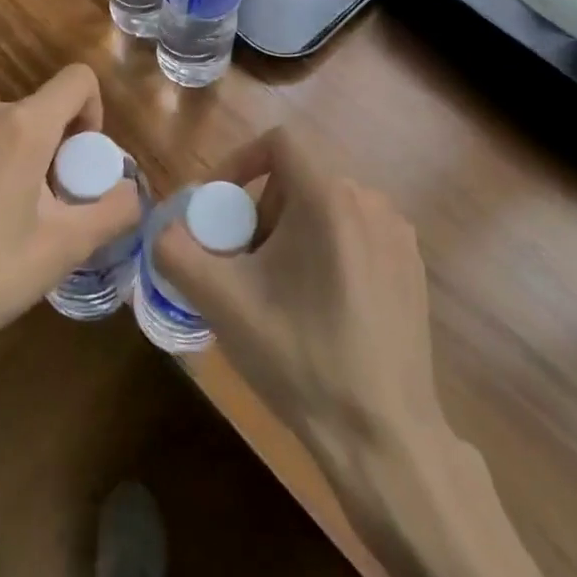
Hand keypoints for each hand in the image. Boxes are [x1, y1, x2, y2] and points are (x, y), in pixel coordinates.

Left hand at [0, 64, 140, 432]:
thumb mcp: (65, 249)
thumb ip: (114, 211)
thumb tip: (131, 192)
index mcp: (21, 126)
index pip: (77, 80)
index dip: (95, 112)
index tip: (84, 163)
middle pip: (40, 112)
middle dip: (57, 151)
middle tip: (52, 210)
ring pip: (4, 134)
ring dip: (22, 165)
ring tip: (10, 227)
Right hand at [155, 127, 443, 475]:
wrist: (382, 435)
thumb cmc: (299, 359)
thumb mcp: (222, 303)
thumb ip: (177, 251)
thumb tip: (164, 226)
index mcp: (329, 198)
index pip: (280, 140)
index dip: (241, 160)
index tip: (220, 206)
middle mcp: (371, 202)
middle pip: (300, 176)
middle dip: (262, 207)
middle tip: (243, 259)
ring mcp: (398, 234)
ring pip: (328, 204)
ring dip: (293, 228)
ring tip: (277, 285)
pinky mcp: (412, 266)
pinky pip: (357, 231)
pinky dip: (327, 246)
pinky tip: (319, 304)